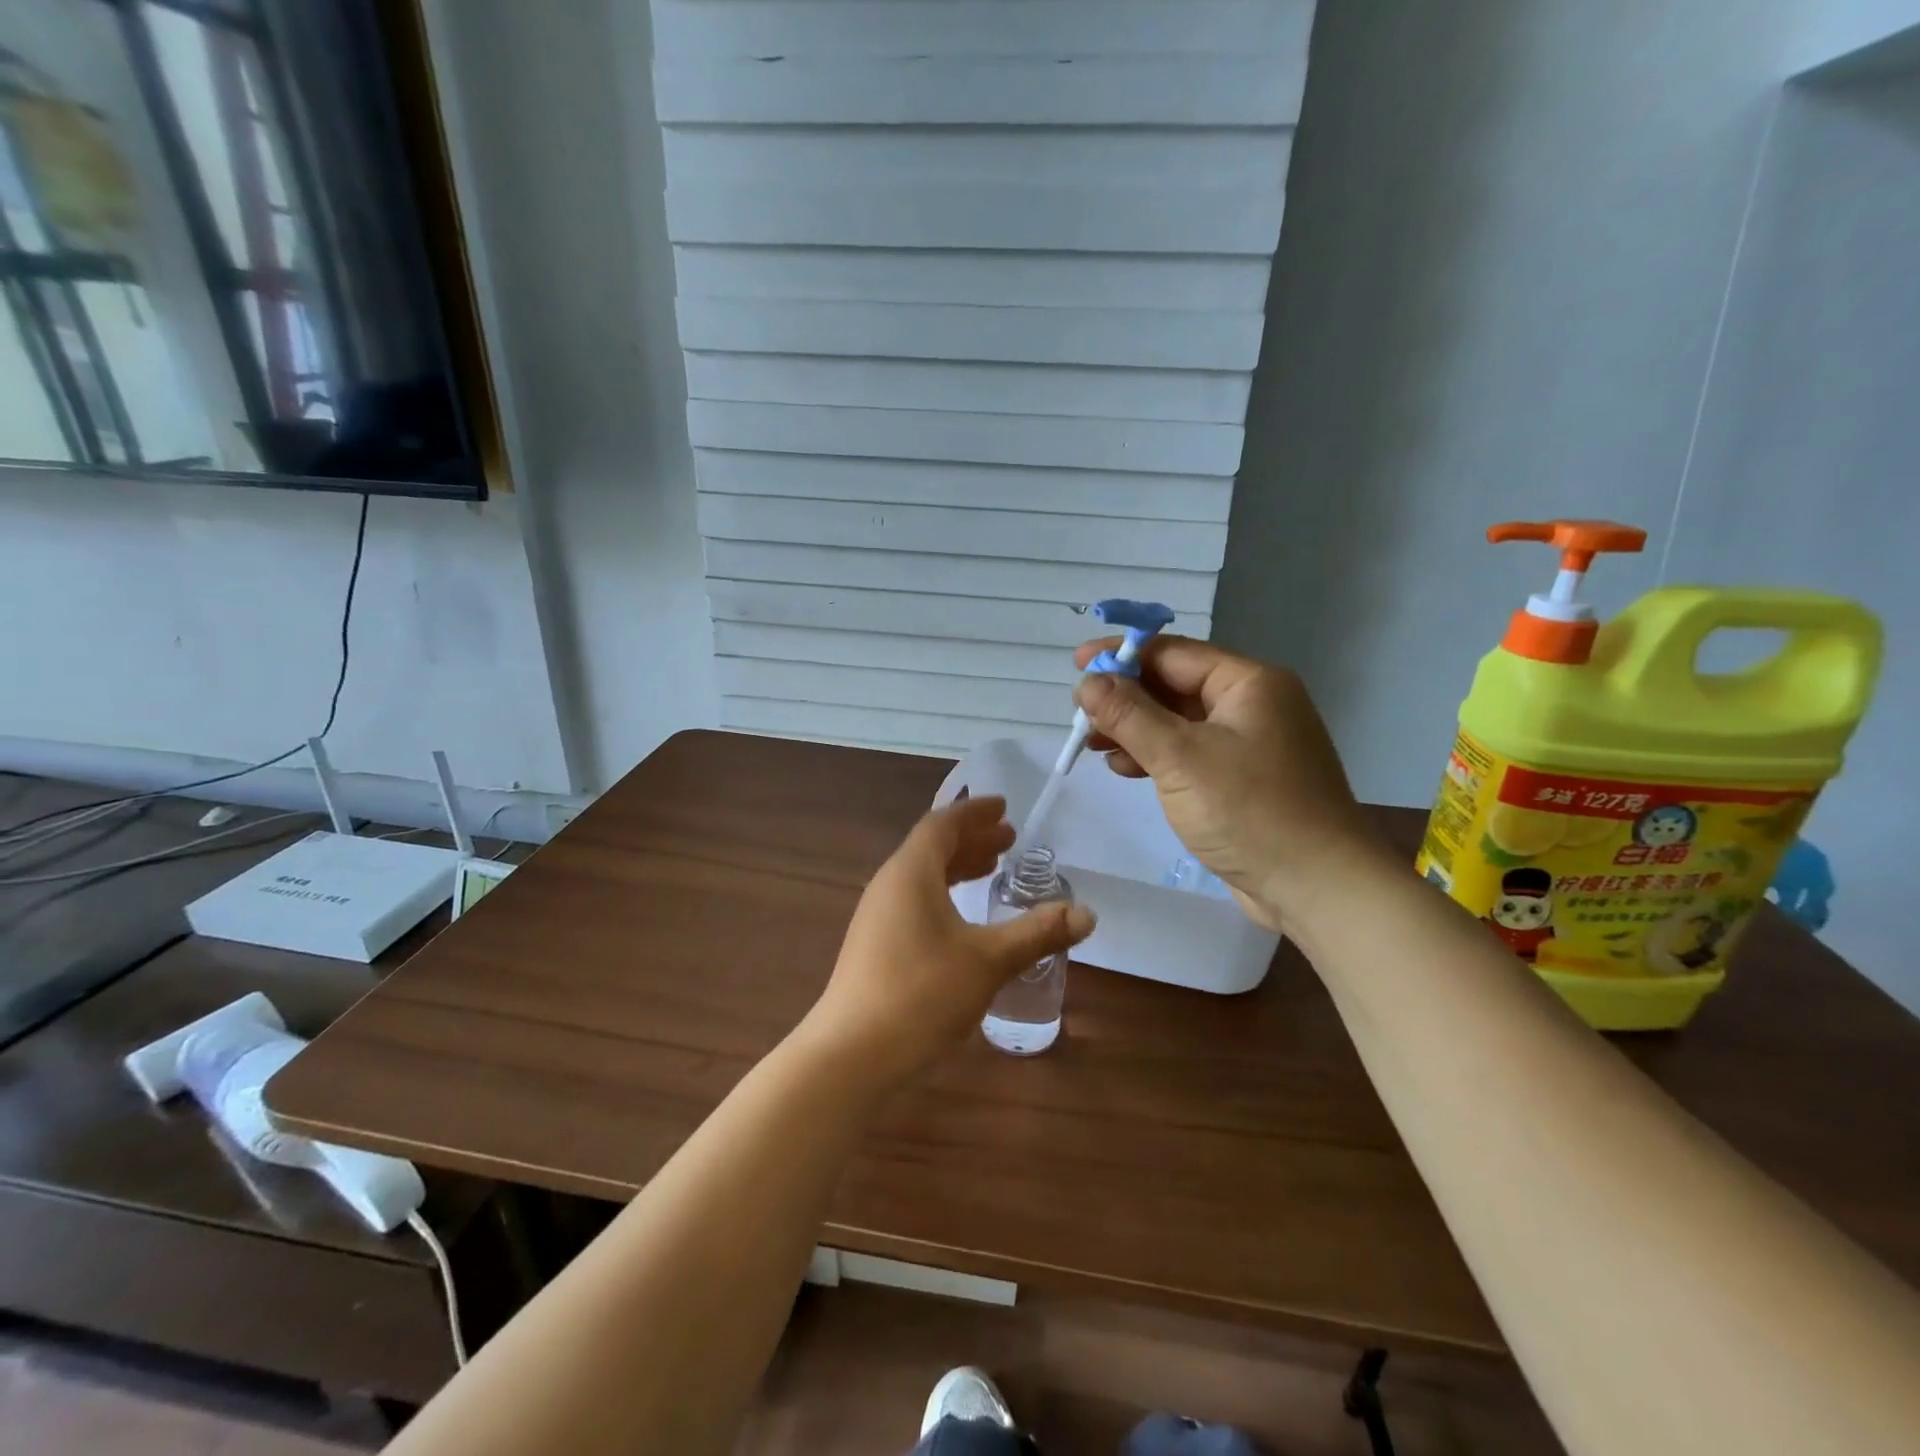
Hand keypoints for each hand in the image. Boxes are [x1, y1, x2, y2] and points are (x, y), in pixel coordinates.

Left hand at [804, 796, 1095, 1087]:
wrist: (851, 1056)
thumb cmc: (921, 994)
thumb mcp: (988, 960)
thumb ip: (1037, 933)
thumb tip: (1087, 914)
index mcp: (910, 873)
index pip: (942, 825)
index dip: (974, 812)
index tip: (1003, 807)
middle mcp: (889, 885)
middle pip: (931, 848)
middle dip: (972, 840)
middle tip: (1009, 840)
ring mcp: (877, 917)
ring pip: (922, 876)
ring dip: (958, 868)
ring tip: (992, 871)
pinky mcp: (875, 946)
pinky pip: (914, 901)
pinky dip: (944, 895)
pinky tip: (964, 921)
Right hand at [1074, 636, 1373, 930]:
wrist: (1318, 887)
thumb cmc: (1250, 812)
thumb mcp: (1180, 758)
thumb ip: (1129, 715)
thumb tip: (1088, 682)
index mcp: (1249, 683)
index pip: (1173, 654)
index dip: (1121, 656)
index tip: (1076, 665)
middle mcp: (1253, 705)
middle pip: (1175, 686)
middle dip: (1125, 698)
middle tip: (1080, 714)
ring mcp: (1250, 745)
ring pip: (1179, 723)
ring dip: (1135, 730)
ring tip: (1094, 745)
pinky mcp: (1242, 780)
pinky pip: (1190, 754)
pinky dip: (1156, 757)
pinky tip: (1126, 770)